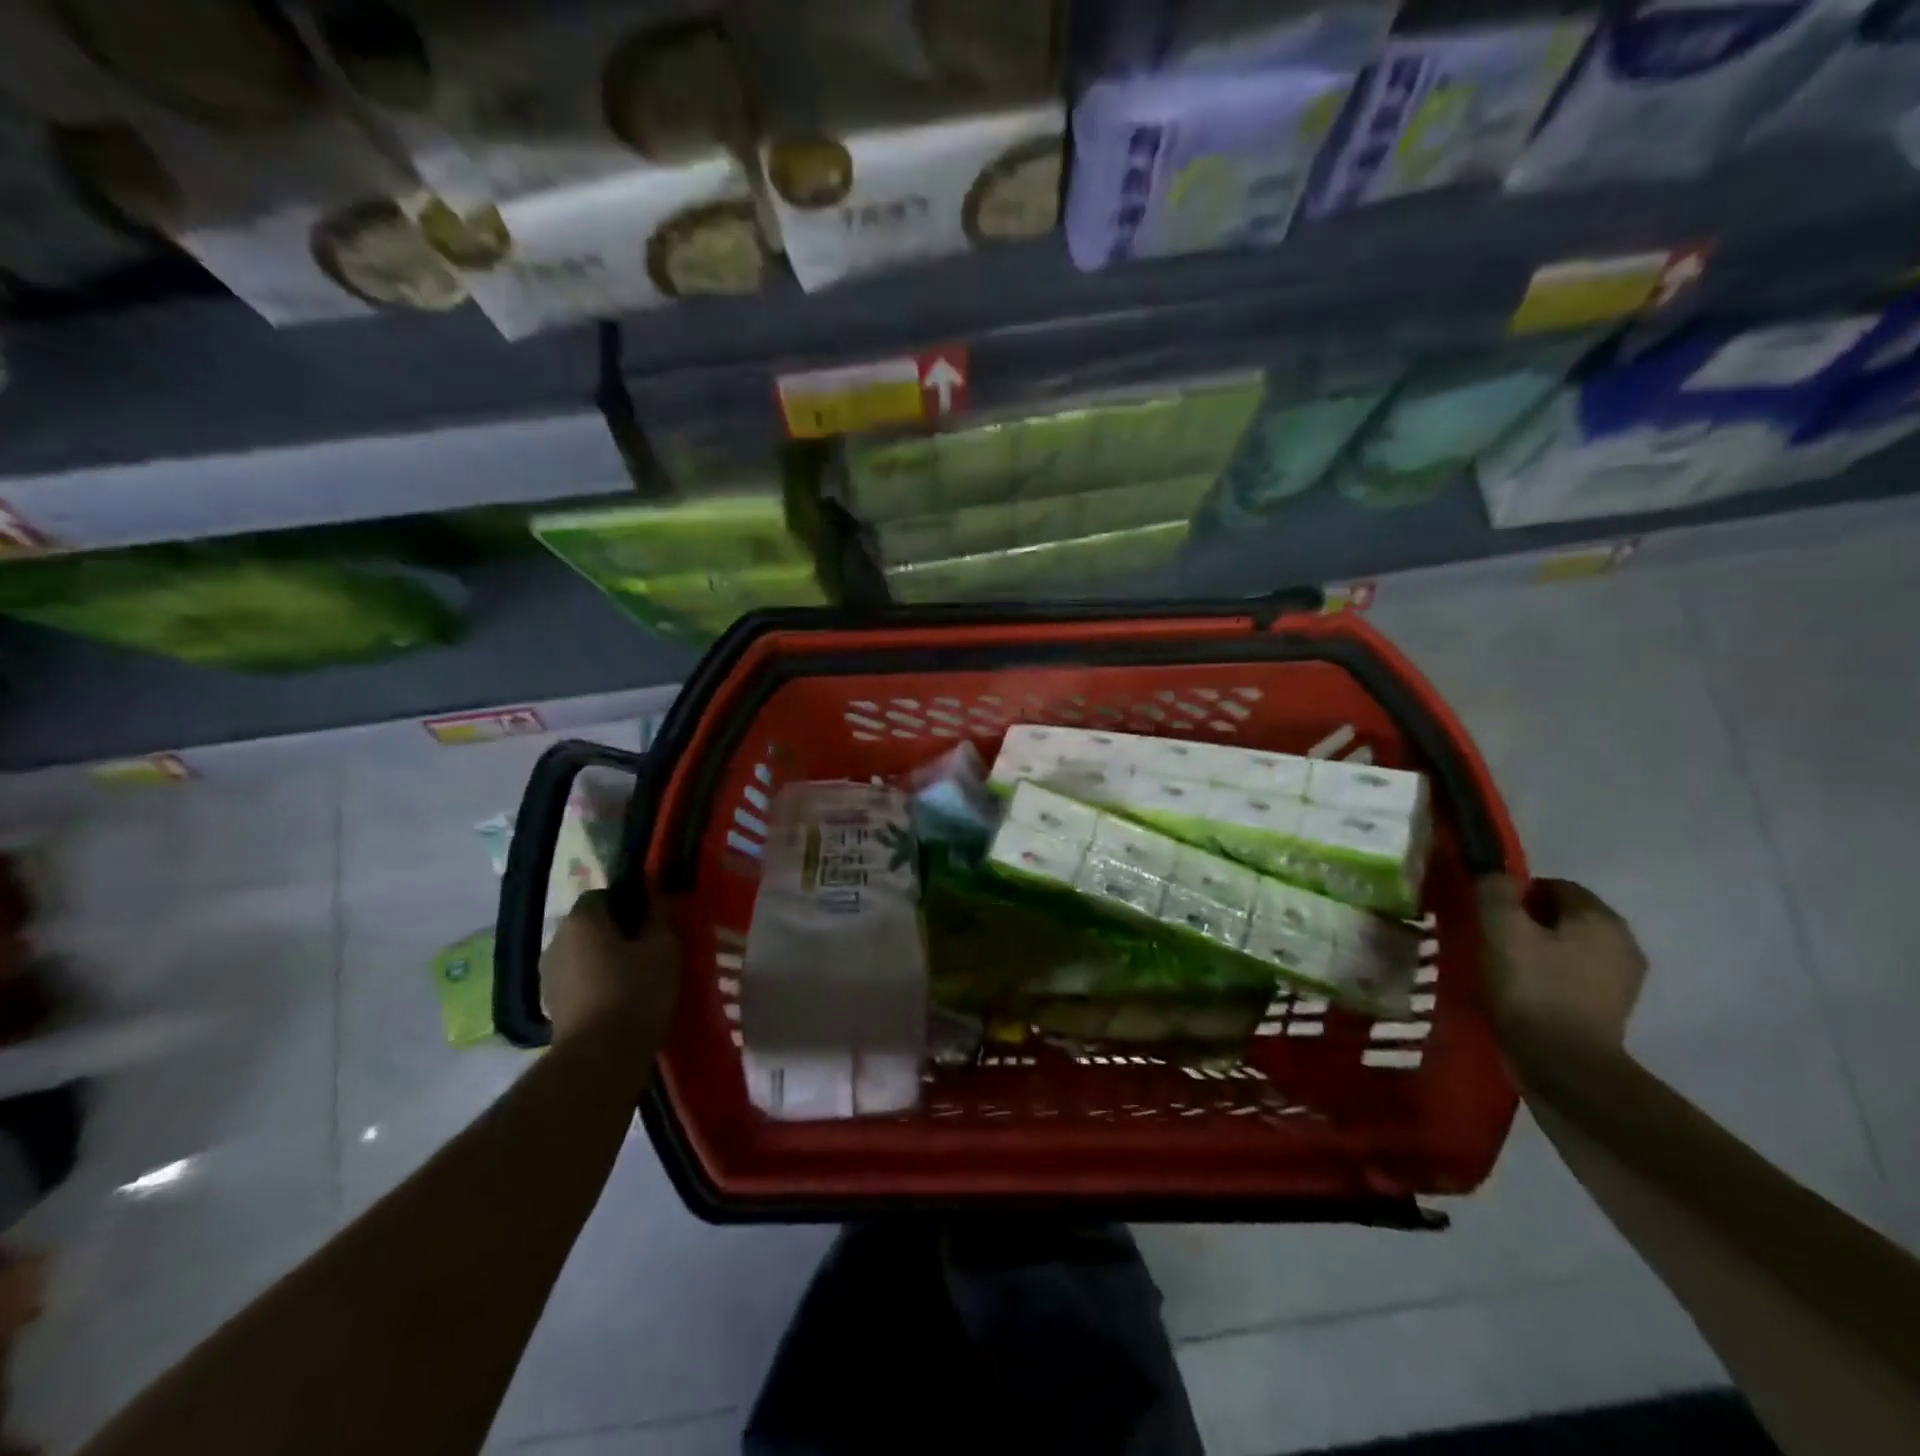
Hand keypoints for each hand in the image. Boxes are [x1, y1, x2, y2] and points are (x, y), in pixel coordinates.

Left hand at [540, 890, 679, 1052]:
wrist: (600, 1058)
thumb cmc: (636, 992)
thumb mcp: (664, 948)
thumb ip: (659, 918)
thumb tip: (655, 902)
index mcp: (582, 920)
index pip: (603, 894)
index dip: (629, 903)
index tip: (653, 921)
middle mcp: (556, 941)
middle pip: (590, 926)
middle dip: (617, 933)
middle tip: (649, 949)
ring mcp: (548, 976)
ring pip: (583, 955)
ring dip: (605, 961)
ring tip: (637, 979)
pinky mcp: (550, 1007)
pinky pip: (578, 982)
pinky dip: (596, 986)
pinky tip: (620, 1002)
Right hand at [1477, 875, 1646, 1056]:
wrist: (1563, 1064)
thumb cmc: (1532, 987)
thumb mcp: (1502, 930)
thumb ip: (1496, 892)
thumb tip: (1495, 873)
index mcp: (1601, 919)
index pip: (1555, 885)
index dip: (1517, 892)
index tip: (1488, 912)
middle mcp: (1623, 943)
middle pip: (1565, 916)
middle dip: (1529, 920)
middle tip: (1492, 937)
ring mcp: (1622, 980)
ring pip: (1570, 946)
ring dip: (1539, 948)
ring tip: (1504, 965)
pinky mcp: (1610, 1009)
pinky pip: (1574, 975)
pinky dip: (1550, 975)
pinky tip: (1523, 990)